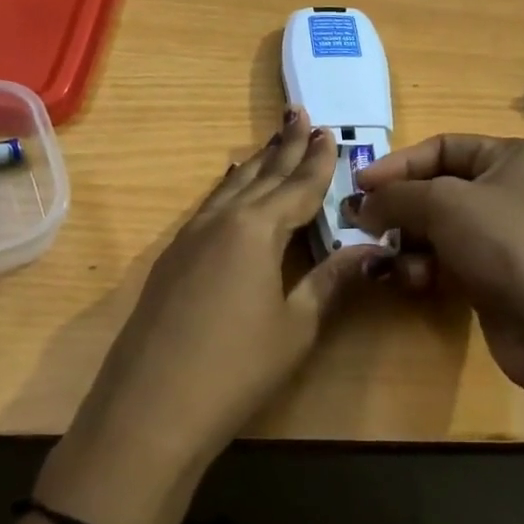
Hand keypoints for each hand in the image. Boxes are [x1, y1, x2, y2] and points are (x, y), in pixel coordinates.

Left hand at [66, 107, 387, 473]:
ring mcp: (189, 237)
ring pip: (231, 187)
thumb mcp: (295, 326)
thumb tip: (372, 250)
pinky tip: (229, 186)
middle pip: (261, 176)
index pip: (297, 187)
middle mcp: (221, 220)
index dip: (317, 163)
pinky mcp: (171, 258)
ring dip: (256, 163)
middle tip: (301, 116)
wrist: (151, 407)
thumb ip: (330, 281)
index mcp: (256, 229)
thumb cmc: (236, 368)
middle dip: (285, 148)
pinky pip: (209, 206)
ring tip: (272, 141)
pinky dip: (228, 188)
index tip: (330, 134)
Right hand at [351, 135, 523, 396]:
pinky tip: (414, 281)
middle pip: (438, 189)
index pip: (443, 146)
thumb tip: (360, 205)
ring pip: (439, 229)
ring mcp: (507, 237)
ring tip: (389, 259)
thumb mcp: (444, 204)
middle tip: (362, 225)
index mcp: (514, 158)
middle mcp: (513, 191)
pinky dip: (427, 267)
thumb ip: (395, 196)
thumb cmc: (507, 245)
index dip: (398, 164)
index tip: (359, 186)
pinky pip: (449, 260)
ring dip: (409, 243)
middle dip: (400, 208)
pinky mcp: (497, 276)